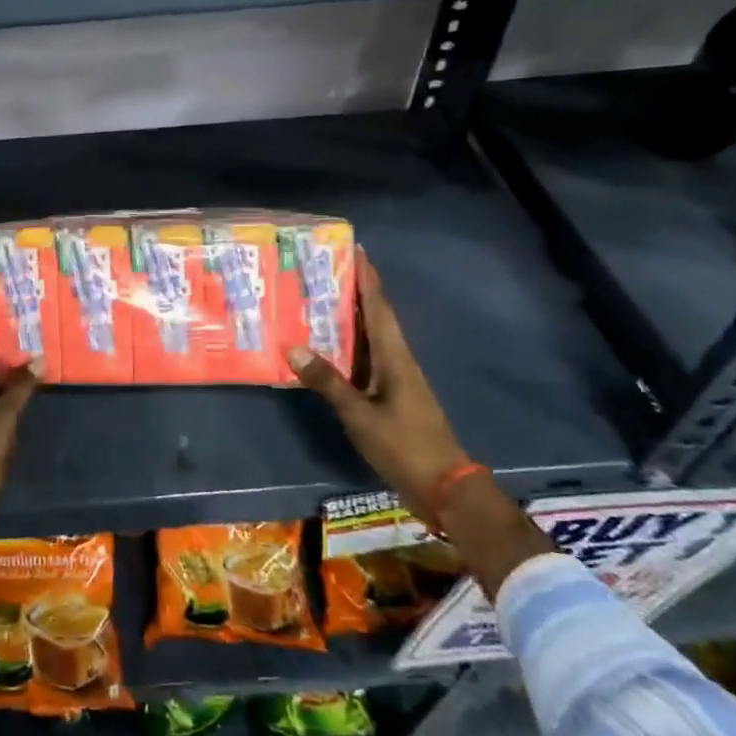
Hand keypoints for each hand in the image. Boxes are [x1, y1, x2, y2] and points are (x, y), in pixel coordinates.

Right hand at [288, 248, 467, 520]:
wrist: (443, 486)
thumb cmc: (404, 445)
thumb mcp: (360, 415)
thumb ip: (328, 381)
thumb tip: (293, 347)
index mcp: (395, 357)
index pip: (379, 308)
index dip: (368, 278)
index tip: (356, 249)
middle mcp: (398, 359)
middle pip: (376, 315)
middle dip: (355, 290)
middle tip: (325, 268)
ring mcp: (396, 377)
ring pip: (371, 336)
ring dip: (351, 315)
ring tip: (320, 297)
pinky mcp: (391, 393)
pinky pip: (367, 356)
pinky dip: (349, 343)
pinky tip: (329, 344)